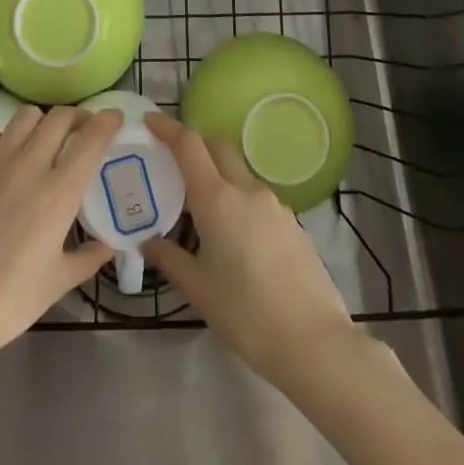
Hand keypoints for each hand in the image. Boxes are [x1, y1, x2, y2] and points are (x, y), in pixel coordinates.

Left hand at [0, 104, 122, 360]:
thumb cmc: (11, 300)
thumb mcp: (59, 281)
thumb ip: (88, 257)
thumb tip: (108, 245)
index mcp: (60, 192)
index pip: (91, 139)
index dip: (107, 121)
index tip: (114, 118)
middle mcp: (30, 164)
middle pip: (60, 117)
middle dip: (76, 119)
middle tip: (79, 132)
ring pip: (25, 116)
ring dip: (40, 123)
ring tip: (39, 140)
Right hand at [141, 112, 358, 385]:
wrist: (314, 343)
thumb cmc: (246, 314)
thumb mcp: (198, 290)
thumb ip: (170, 259)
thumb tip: (149, 242)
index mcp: (217, 198)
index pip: (189, 144)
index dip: (167, 127)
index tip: (149, 121)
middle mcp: (246, 189)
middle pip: (217, 147)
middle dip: (195, 145)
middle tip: (173, 163)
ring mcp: (274, 204)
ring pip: (239, 173)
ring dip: (218, 176)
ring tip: (202, 209)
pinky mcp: (292, 223)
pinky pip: (257, 197)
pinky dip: (239, 200)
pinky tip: (235, 236)